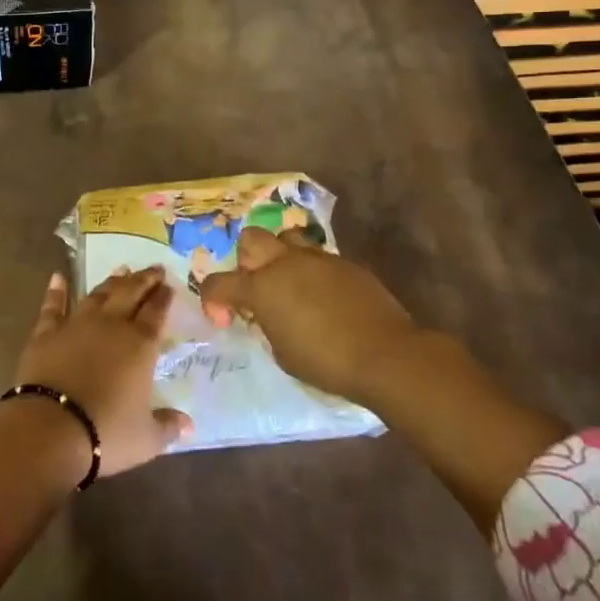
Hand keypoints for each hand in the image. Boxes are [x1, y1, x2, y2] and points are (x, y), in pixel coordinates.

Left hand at [12, 267, 192, 478]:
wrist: (50, 428)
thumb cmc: (106, 433)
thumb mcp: (146, 438)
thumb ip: (168, 426)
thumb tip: (189, 426)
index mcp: (140, 345)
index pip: (156, 312)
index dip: (164, 298)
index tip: (169, 285)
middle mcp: (111, 325)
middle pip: (130, 293)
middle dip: (144, 279)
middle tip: (154, 268)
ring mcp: (76, 324)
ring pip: (98, 294)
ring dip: (111, 281)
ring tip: (121, 270)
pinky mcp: (46, 333)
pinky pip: (53, 306)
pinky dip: (56, 290)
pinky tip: (58, 277)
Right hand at [199, 226, 421, 405]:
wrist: (385, 354)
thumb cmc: (326, 362)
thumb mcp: (282, 352)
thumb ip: (267, 326)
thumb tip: (268, 315)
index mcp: (262, 288)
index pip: (219, 283)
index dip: (213, 301)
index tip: (225, 320)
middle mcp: (285, 263)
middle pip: (252, 238)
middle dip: (246, 260)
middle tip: (257, 289)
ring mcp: (318, 259)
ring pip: (287, 238)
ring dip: (280, 256)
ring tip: (290, 284)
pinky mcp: (346, 264)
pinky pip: (319, 257)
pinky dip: (312, 271)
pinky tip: (323, 297)